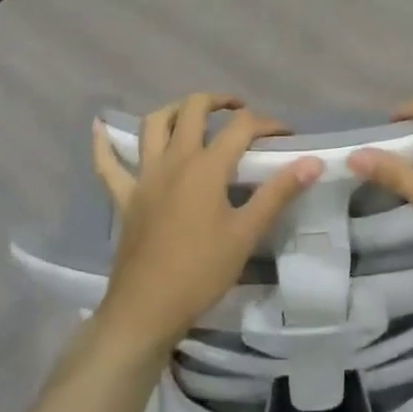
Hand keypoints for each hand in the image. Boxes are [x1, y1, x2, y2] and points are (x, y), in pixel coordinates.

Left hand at [91, 94, 320, 357]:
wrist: (147, 310)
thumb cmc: (201, 271)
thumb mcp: (246, 233)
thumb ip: (278, 192)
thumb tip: (312, 161)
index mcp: (206, 167)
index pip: (242, 127)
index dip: (267, 124)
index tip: (286, 135)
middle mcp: (173, 160)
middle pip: (193, 110)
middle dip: (219, 101)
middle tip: (239, 112)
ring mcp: (144, 176)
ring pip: (153, 125)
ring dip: (174, 110)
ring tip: (193, 114)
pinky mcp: (124, 197)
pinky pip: (107, 165)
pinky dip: (104, 144)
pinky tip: (99, 126)